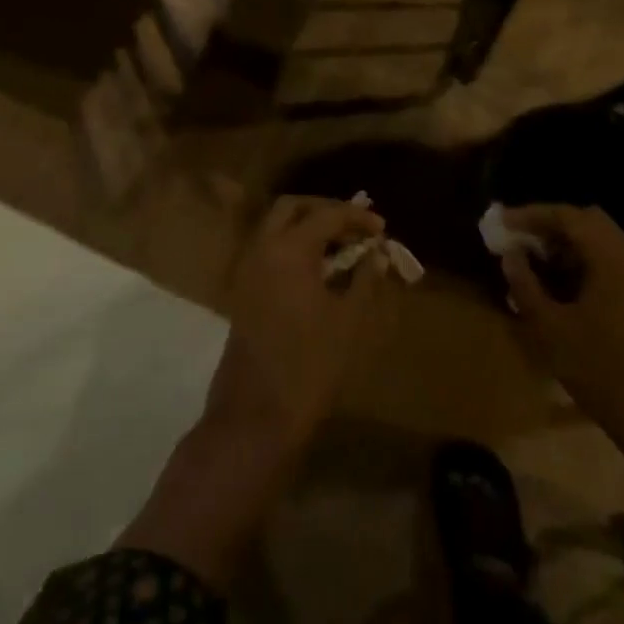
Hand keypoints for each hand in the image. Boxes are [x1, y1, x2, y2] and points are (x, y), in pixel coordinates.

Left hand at [205, 195, 401, 454]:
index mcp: (289, 250)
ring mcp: (247, 269)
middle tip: (354, 226)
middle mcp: (262, 249)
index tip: (382, 229)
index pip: (327, 216)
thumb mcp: (349, 321)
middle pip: (292, 208)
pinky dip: (292, 246)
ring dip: (307, 226)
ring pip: (275, 227)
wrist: (255, 415)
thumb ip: (364, 279)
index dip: (357, 218)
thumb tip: (376, 253)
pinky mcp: (242, 290)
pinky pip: (268, 250)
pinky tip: (318, 269)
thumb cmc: (310, 366)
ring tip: (341, 246)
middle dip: (325, 210)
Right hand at [501, 204, 623, 448]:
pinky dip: (581, 262)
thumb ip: (525, 285)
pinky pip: (609, 261)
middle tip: (516, 238)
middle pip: (587, 221)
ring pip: (599, 241)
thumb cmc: (602, 371)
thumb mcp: (551, 329)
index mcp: (614, 259)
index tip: (501, 222)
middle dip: (549, 226)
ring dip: (565, 245)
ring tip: (531, 261)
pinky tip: (557, 284)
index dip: (531, 215)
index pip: (569, 216)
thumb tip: (510, 254)